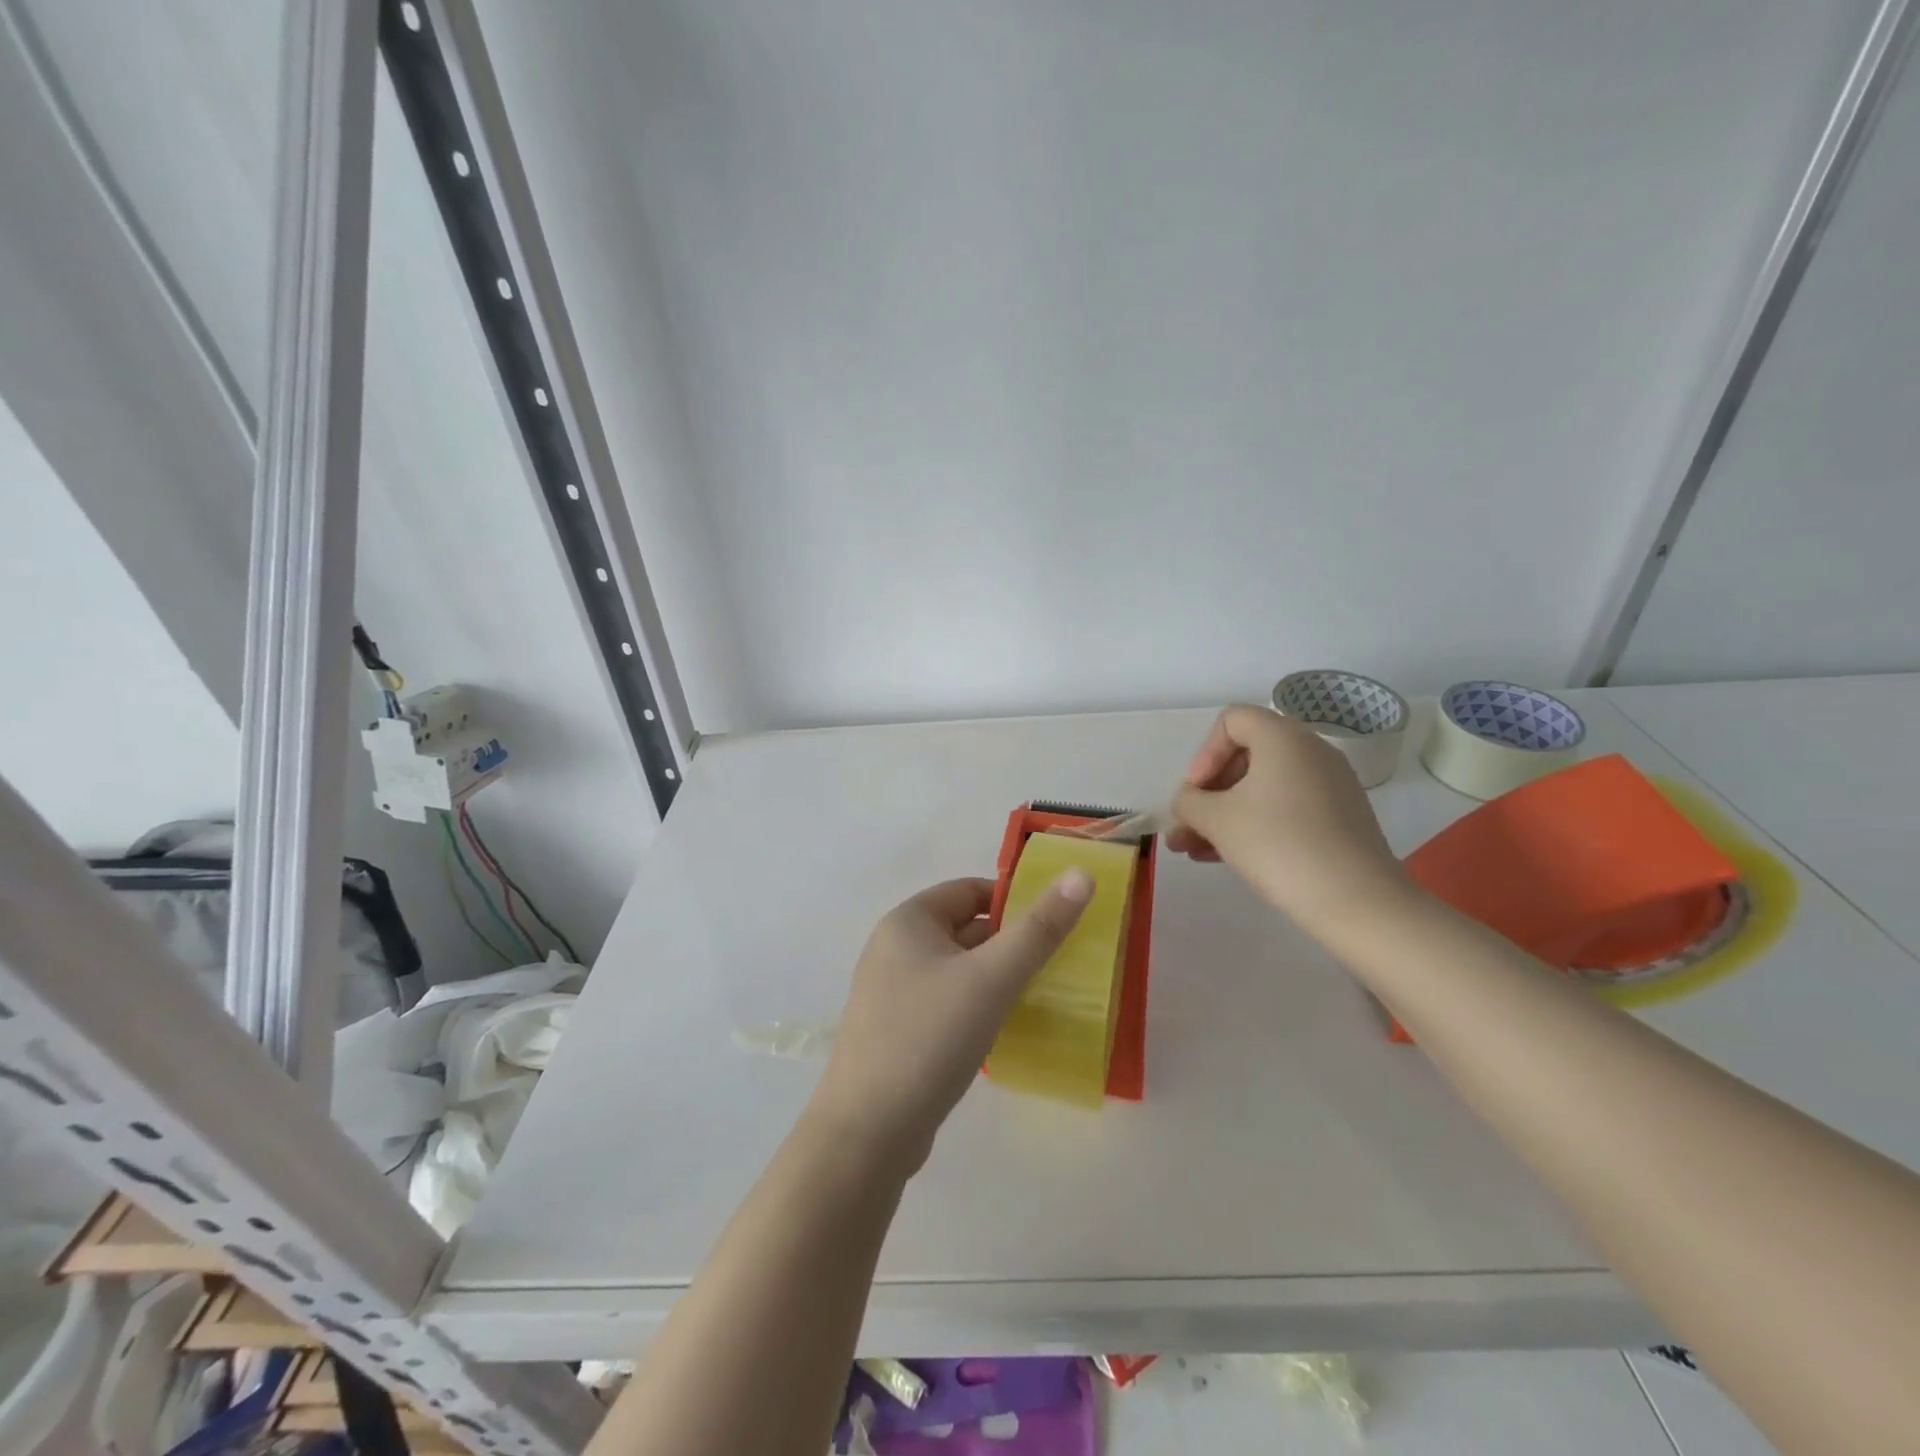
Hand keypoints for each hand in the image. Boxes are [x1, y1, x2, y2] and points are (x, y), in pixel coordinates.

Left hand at [809, 873, 1092, 1176]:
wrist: (868, 1133)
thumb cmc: (929, 1038)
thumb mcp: (991, 978)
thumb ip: (1039, 928)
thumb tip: (1081, 873)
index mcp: (908, 921)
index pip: (970, 890)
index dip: (1014, 901)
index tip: (1055, 925)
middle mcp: (895, 948)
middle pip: (964, 929)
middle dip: (1010, 943)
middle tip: (1058, 964)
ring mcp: (892, 992)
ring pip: (958, 969)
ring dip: (996, 978)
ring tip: (1040, 996)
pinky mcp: (898, 1031)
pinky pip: (947, 1002)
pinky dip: (977, 1006)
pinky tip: (1005, 1029)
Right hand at [1169, 704, 1413, 943]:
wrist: (1358, 903)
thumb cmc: (1278, 846)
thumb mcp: (1217, 821)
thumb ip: (1189, 803)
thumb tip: (1189, 803)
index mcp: (1284, 738)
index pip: (1232, 721)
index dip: (1204, 753)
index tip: (1196, 793)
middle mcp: (1311, 752)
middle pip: (1245, 756)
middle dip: (1208, 793)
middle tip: (1185, 828)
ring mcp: (1330, 786)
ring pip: (1262, 788)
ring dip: (1224, 814)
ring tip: (1192, 850)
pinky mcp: (1339, 818)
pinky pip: (1284, 808)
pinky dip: (1253, 824)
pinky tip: (1225, 857)